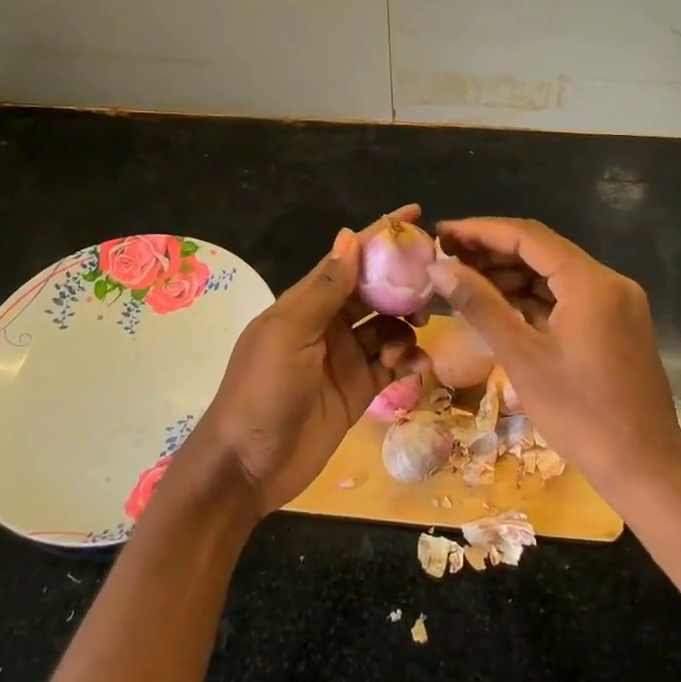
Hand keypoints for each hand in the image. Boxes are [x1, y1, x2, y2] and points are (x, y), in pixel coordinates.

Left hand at [184, 207, 424, 519]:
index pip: (348, 260)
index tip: (415, 214)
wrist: (247, 467)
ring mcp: (344, 358)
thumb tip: (350, 236)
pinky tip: (416, 366)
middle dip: (403, 285)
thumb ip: (324, 288)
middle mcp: (328, 325)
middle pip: (374, 292)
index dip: (379, 236)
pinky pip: (391, 365)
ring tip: (415, 336)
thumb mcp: (290, 334)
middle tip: (433, 287)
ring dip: (405, 326)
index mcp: (306, 304)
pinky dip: (407, 360)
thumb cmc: (262, 391)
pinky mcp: (358, 391)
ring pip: (387, 327)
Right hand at [428, 217, 680, 500]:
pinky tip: (498, 304)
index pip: (528, 236)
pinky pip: (567, 297)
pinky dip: (532, 297)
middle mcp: (608, 282)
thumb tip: (438, 268)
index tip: (441, 233)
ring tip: (463, 280)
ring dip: (510, 274)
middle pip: (542, 250)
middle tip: (445, 258)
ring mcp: (615, 303)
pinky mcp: (615, 324)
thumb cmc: (581, 415)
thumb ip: (480, 305)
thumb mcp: (522, 358)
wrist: (645, 468)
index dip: (480, 231)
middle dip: (492, 252)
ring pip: (553, 273)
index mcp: (591, 282)